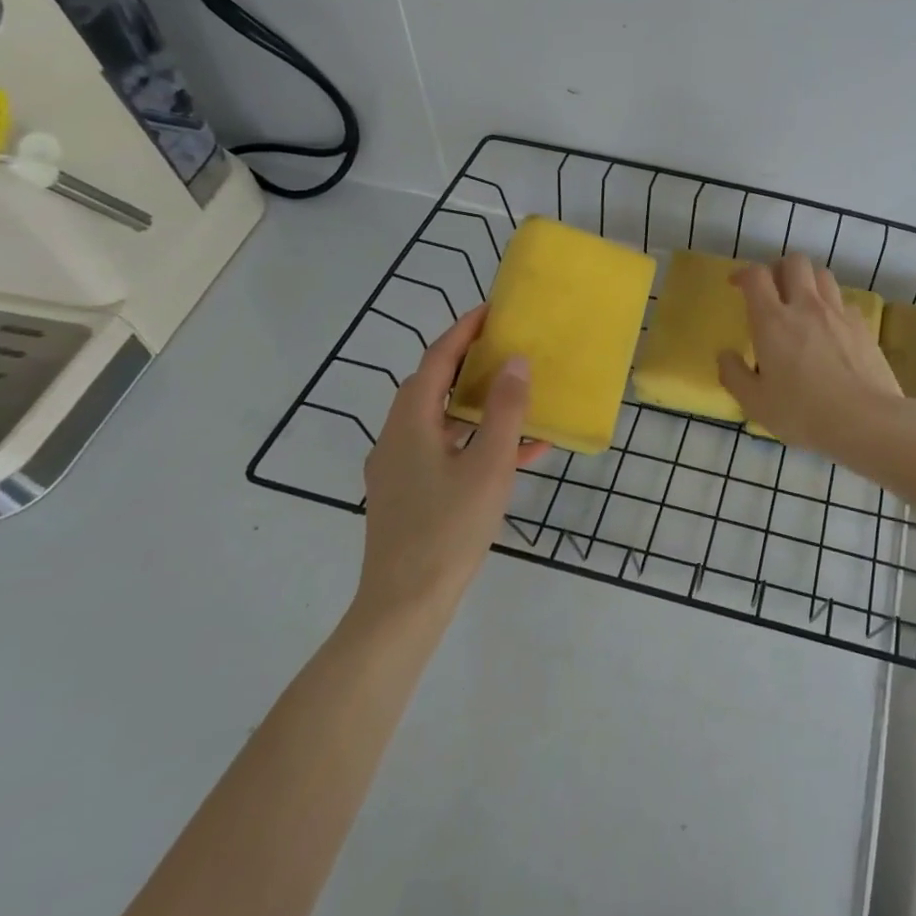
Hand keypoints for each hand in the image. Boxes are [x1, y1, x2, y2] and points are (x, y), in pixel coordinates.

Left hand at [357, 306, 549, 621]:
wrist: (404, 605)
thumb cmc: (449, 528)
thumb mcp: (488, 465)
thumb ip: (505, 410)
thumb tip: (515, 361)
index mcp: (409, 423)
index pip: (436, 361)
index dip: (463, 331)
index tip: (491, 310)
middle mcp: (397, 438)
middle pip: (433, 386)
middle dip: (469, 362)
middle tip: (506, 345)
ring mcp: (399, 469)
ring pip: (441, 421)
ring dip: (478, 405)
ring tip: (517, 393)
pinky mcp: (409, 495)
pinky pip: (446, 453)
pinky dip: (476, 443)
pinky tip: (518, 453)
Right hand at [716, 255, 906, 460]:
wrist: (866, 420)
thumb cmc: (803, 413)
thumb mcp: (755, 403)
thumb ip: (734, 375)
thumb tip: (725, 355)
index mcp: (773, 321)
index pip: (756, 276)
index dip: (743, 274)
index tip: (737, 285)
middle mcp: (806, 306)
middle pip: (795, 262)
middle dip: (779, 268)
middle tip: (773, 290)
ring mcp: (839, 313)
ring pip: (823, 274)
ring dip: (809, 281)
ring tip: (803, 303)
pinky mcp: (863, 326)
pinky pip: (845, 301)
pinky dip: (833, 306)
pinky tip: (831, 328)